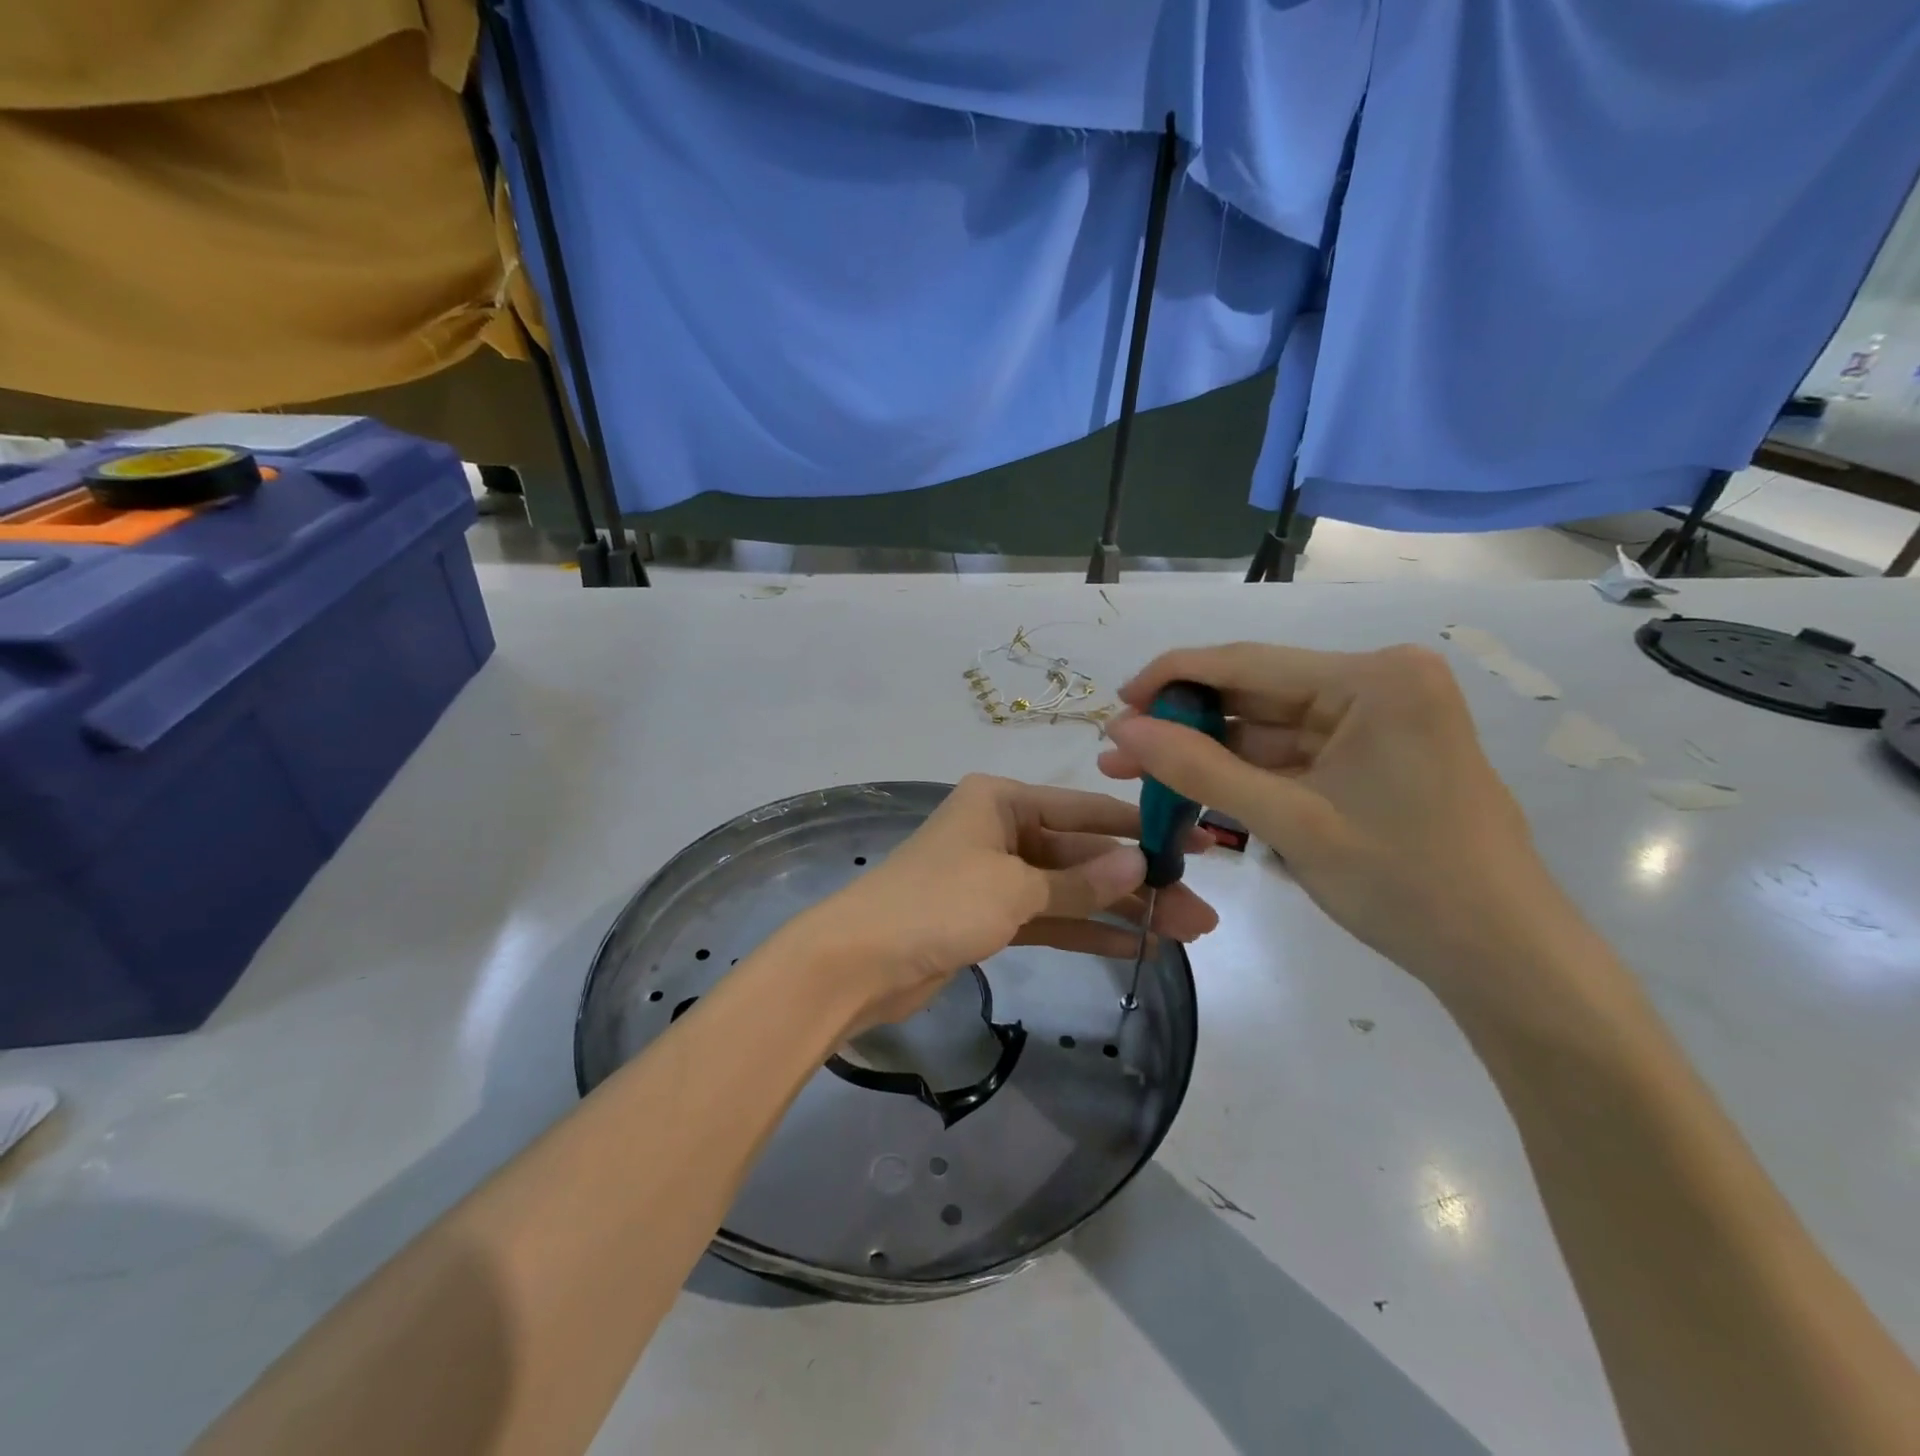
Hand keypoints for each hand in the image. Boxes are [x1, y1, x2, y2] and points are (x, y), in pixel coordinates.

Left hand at [785, 774, 1217, 1032]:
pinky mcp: (989, 918)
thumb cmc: (936, 903)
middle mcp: (1001, 830)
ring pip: (1069, 890)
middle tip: (1201, 910)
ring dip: (1121, 910)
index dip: (1141, 829)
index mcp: (1001, 800)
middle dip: (1138, 882)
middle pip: (1081, 854)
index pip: (1085, 810)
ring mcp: (995, 876)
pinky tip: (1135, 946)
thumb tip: (1141, 863)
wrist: (858, 962)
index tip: (1194, 844)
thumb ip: (1079, 882)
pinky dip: (1086, 930)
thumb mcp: (1014, 887)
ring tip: (1184, 933)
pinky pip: (1049, 918)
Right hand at [1098, 643, 1576, 1007]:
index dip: (1173, 678)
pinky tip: (1196, 791)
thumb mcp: (1289, 822)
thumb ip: (1198, 769)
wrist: (1505, 961)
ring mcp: (1382, 723)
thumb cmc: (1404, 883)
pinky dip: (1248, 777)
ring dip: (1210, 755)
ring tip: (1141, 776)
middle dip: (1187, 726)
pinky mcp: (1378, 759)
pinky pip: (1296, 758)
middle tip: (1121, 751)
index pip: (1250, 662)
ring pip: (1272, 731)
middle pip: (1259, 696)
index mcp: (1376, 679)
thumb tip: (1121, 729)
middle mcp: (1381, 685)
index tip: (1115, 701)